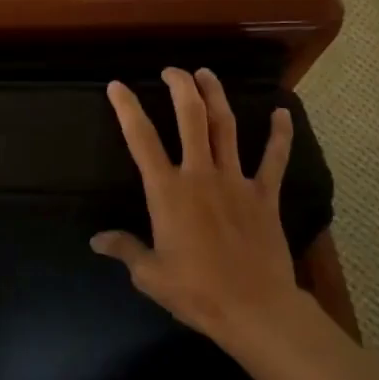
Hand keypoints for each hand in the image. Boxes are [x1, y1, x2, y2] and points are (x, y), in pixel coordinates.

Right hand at [91, 68, 302, 346]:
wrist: (255, 309)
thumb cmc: (196, 291)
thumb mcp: (150, 274)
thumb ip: (124, 249)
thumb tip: (97, 240)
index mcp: (167, 191)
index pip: (141, 139)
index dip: (127, 109)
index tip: (118, 86)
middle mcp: (200, 175)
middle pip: (190, 118)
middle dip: (180, 87)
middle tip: (172, 70)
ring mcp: (236, 181)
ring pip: (226, 127)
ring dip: (216, 96)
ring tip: (207, 74)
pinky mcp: (264, 195)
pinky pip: (273, 158)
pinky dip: (279, 134)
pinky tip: (282, 113)